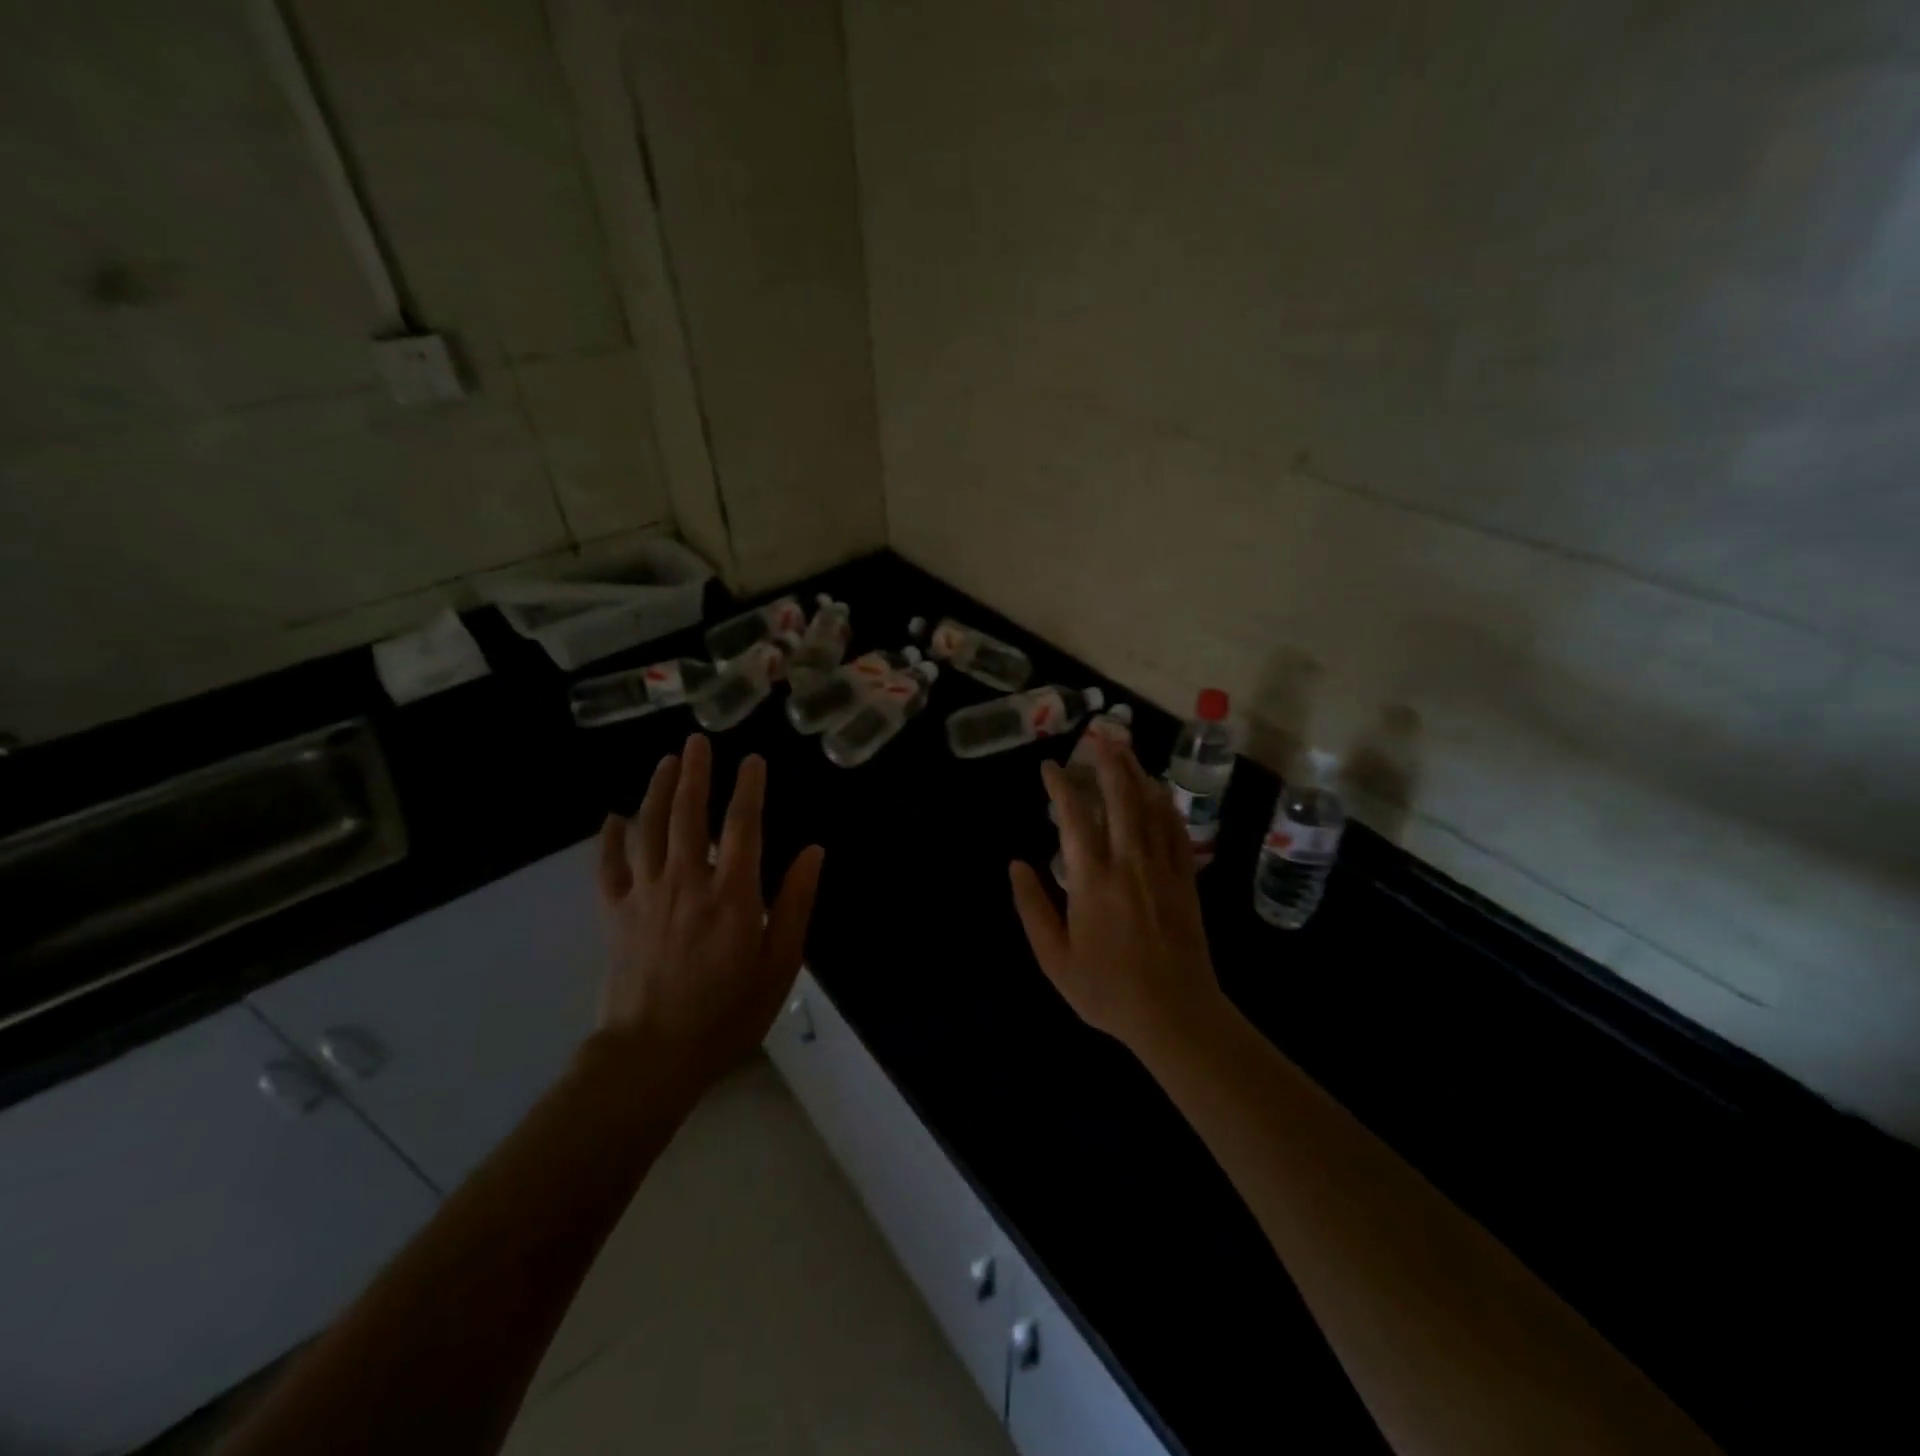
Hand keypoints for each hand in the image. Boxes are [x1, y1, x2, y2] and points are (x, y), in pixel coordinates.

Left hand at [596, 733, 824, 1084]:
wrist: (652, 1056)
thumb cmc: (727, 1013)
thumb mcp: (781, 964)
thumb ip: (796, 903)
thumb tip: (814, 851)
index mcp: (733, 893)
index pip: (743, 825)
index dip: (749, 788)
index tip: (752, 759)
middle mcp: (687, 881)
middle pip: (689, 814)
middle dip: (696, 773)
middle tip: (698, 741)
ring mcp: (646, 894)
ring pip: (650, 828)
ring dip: (658, 790)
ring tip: (666, 761)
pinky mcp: (616, 913)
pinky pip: (609, 866)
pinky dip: (611, 838)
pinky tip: (614, 817)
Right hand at [1010, 735, 1224, 1057]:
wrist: (1175, 1014)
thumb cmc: (1107, 990)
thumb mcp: (1054, 959)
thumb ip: (1032, 908)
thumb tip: (1015, 865)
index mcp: (1092, 880)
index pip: (1074, 818)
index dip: (1061, 787)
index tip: (1050, 768)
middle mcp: (1128, 863)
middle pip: (1121, 798)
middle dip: (1109, 762)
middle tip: (1099, 735)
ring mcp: (1162, 869)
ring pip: (1151, 807)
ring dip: (1137, 774)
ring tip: (1126, 749)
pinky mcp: (1186, 880)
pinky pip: (1176, 831)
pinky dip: (1165, 805)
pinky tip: (1159, 793)